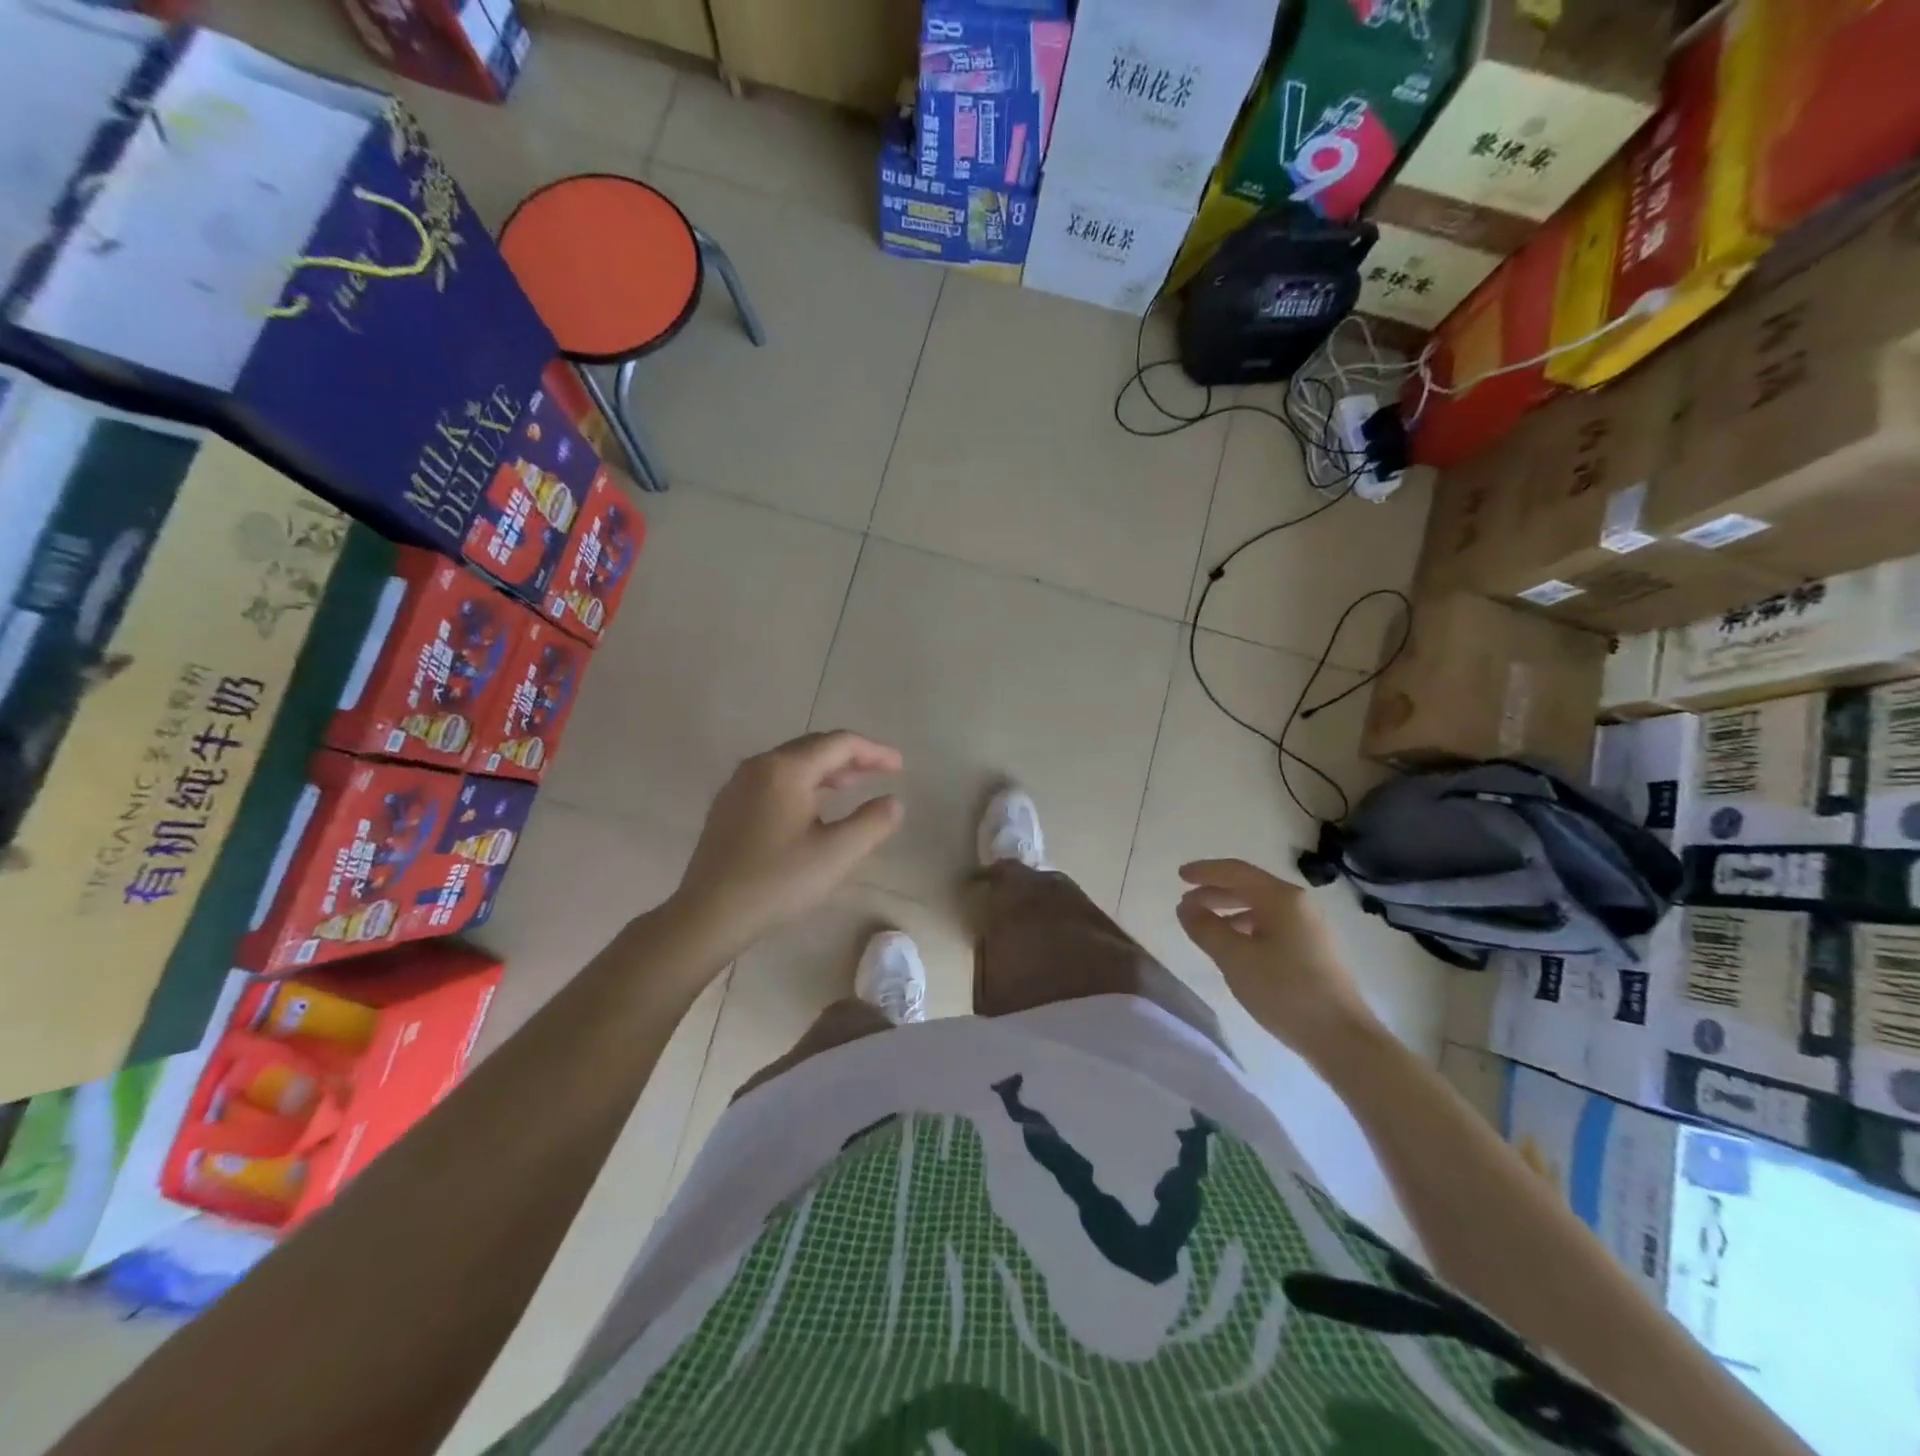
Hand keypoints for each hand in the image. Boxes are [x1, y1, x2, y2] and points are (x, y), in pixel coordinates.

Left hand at [672, 731, 904, 956]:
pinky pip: (773, 779)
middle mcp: (760, 765)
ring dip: (826, 769)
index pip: (840, 743)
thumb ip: (873, 823)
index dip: (874, 752)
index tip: (899, 767)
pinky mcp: (727, 805)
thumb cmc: (777, 881)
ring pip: (792, 762)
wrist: (709, 914)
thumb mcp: (836, 854)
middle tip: (879, 773)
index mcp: (787, 769)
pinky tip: (811, 807)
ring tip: (851, 786)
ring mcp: (738, 784)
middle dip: (851, 757)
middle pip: (813, 746)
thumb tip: (893, 802)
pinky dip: (802, 782)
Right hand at [1176, 858, 1380, 1064]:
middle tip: (1186, 903)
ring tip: (1205, 926)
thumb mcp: (1235, 958)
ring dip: (1230, 911)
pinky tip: (1236, 947)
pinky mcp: (1315, 950)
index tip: (1179, 875)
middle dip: (1215, 892)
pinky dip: (1247, 927)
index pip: (1236, 872)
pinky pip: (1273, 925)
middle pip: (1250, 887)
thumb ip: (1206, 928)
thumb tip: (1186, 906)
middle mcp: (1299, 904)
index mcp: (1282, 898)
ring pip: (1261, 908)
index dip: (1205, 871)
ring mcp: (1311, 927)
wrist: (1343, 1038)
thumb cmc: (1285, 991)